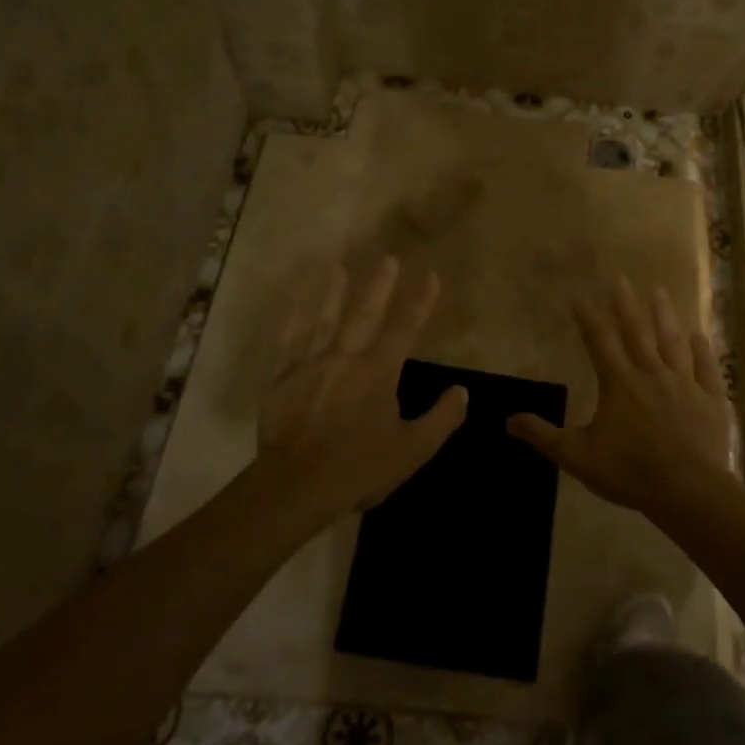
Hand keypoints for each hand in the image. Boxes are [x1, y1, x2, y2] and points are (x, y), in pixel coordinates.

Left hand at [255, 256, 466, 520]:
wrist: (296, 486)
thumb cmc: (359, 467)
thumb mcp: (413, 450)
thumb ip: (441, 418)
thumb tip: (462, 391)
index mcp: (379, 371)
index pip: (405, 328)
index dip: (420, 301)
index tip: (431, 277)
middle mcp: (346, 357)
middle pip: (365, 313)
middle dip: (380, 285)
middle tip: (388, 259)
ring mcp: (310, 364)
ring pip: (323, 319)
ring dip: (331, 292)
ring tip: (337, 267)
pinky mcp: (281, 378)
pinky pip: (287, 341)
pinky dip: (291, 319)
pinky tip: (293, 304)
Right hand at [508, 277, 734, 514]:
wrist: (688, 491)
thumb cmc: (629, 471)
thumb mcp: (577, 456)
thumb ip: (543, 435)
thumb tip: (508, 420)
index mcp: (619, 383)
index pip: (599, 341)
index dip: (587, 317)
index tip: (579, 295)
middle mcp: (651, 373)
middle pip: (636, 331)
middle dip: (626, 304)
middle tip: (621, 277)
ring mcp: (685, 383)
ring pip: (672, 341)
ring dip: (664, 315)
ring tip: (658, 291)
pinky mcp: (711, 399)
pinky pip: (706, 368)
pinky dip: (702, 350)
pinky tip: (700, 335)